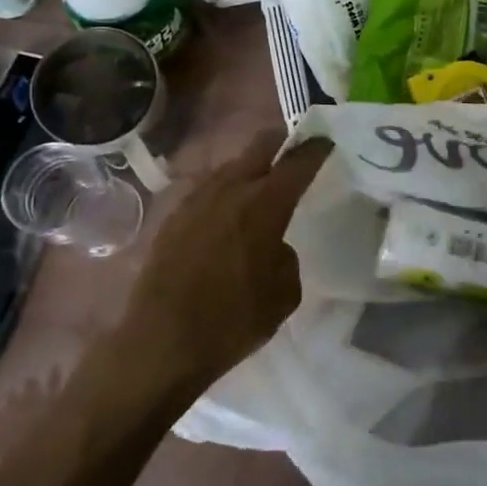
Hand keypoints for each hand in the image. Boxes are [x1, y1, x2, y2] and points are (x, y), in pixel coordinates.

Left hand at [119, 131, 330, 394]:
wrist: (160, 344)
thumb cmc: (232, 321)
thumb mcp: (284, 294)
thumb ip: (286, 257)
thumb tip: (273, 246)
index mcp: (265, 204)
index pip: (298, 162)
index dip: (315, 148)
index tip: (325, 141)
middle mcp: (230, 190)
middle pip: (260, 146)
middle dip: (281, 144)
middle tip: (294, 155)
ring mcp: (196, 200)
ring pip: (231, 167)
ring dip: (249, 170)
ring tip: (260, 189)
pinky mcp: (173, 218)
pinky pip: (207, 192)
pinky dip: (224, 194)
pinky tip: (226, 217)